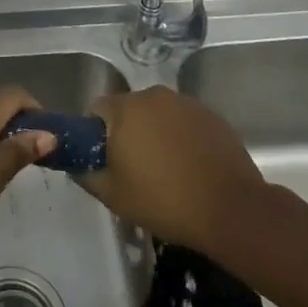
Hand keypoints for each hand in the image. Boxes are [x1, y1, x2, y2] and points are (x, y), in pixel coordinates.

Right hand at [80, 86, 266, 254]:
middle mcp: (154, 95)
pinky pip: (184, 122)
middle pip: (129, 110)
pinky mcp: (212, 116)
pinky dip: (180, 138)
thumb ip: (85, 173)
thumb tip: (75, 164)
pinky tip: (190, 167)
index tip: (105, 161)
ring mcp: (186, 103)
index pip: (96, 109)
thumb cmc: (164, 201)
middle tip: (134, 170)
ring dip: (155, 134)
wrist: (232, 210)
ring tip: (165, 171)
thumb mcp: (112, 195)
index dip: (95, 134)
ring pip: (158, 115)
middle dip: (127, 133)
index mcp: (126, 108)